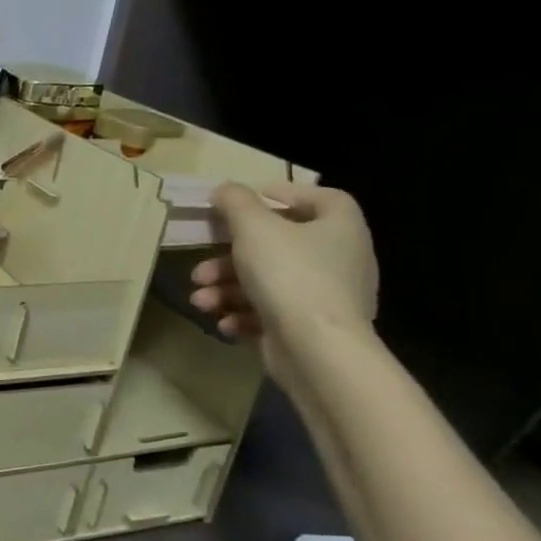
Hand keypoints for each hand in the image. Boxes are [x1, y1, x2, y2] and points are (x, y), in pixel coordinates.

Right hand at [189, 184, 378, 360]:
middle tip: (201, 266)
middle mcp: (339, 259)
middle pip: (277, 245)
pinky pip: (271, 311)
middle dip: (228, 257)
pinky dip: (243, 314)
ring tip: (201, 300)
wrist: (317, 350)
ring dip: (226, 288)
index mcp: (339, 227)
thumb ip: (236, 202)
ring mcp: (326, 297)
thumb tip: (225, 190)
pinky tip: (223, 321)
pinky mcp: (310, 327)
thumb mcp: (253, 228)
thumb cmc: (290, 275)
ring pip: (266, 281)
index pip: (320, 198)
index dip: (284, 194)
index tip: (245, 203)